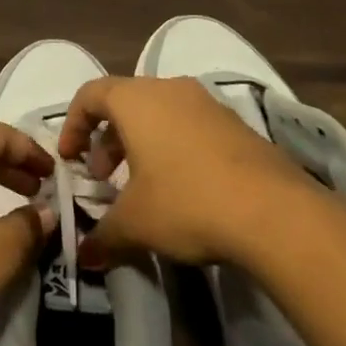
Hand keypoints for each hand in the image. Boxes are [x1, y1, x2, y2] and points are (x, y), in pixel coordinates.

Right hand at [59, 76, 308, 267]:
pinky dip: (173, 147)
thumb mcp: (135, 224)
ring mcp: (207, 103)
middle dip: (107, 140)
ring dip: (141, 144)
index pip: (90, 94)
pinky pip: (190, 125)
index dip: (73, 125)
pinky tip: (183, 189)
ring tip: (143, 188)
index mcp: (136, 100)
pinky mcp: (236, 123)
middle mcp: (169, 89)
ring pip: (159, 113)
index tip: (72, 160)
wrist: (274, 211)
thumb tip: (84, 256)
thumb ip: (103, 236)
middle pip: (125, 102)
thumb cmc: (187, 202)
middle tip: (106, 181)